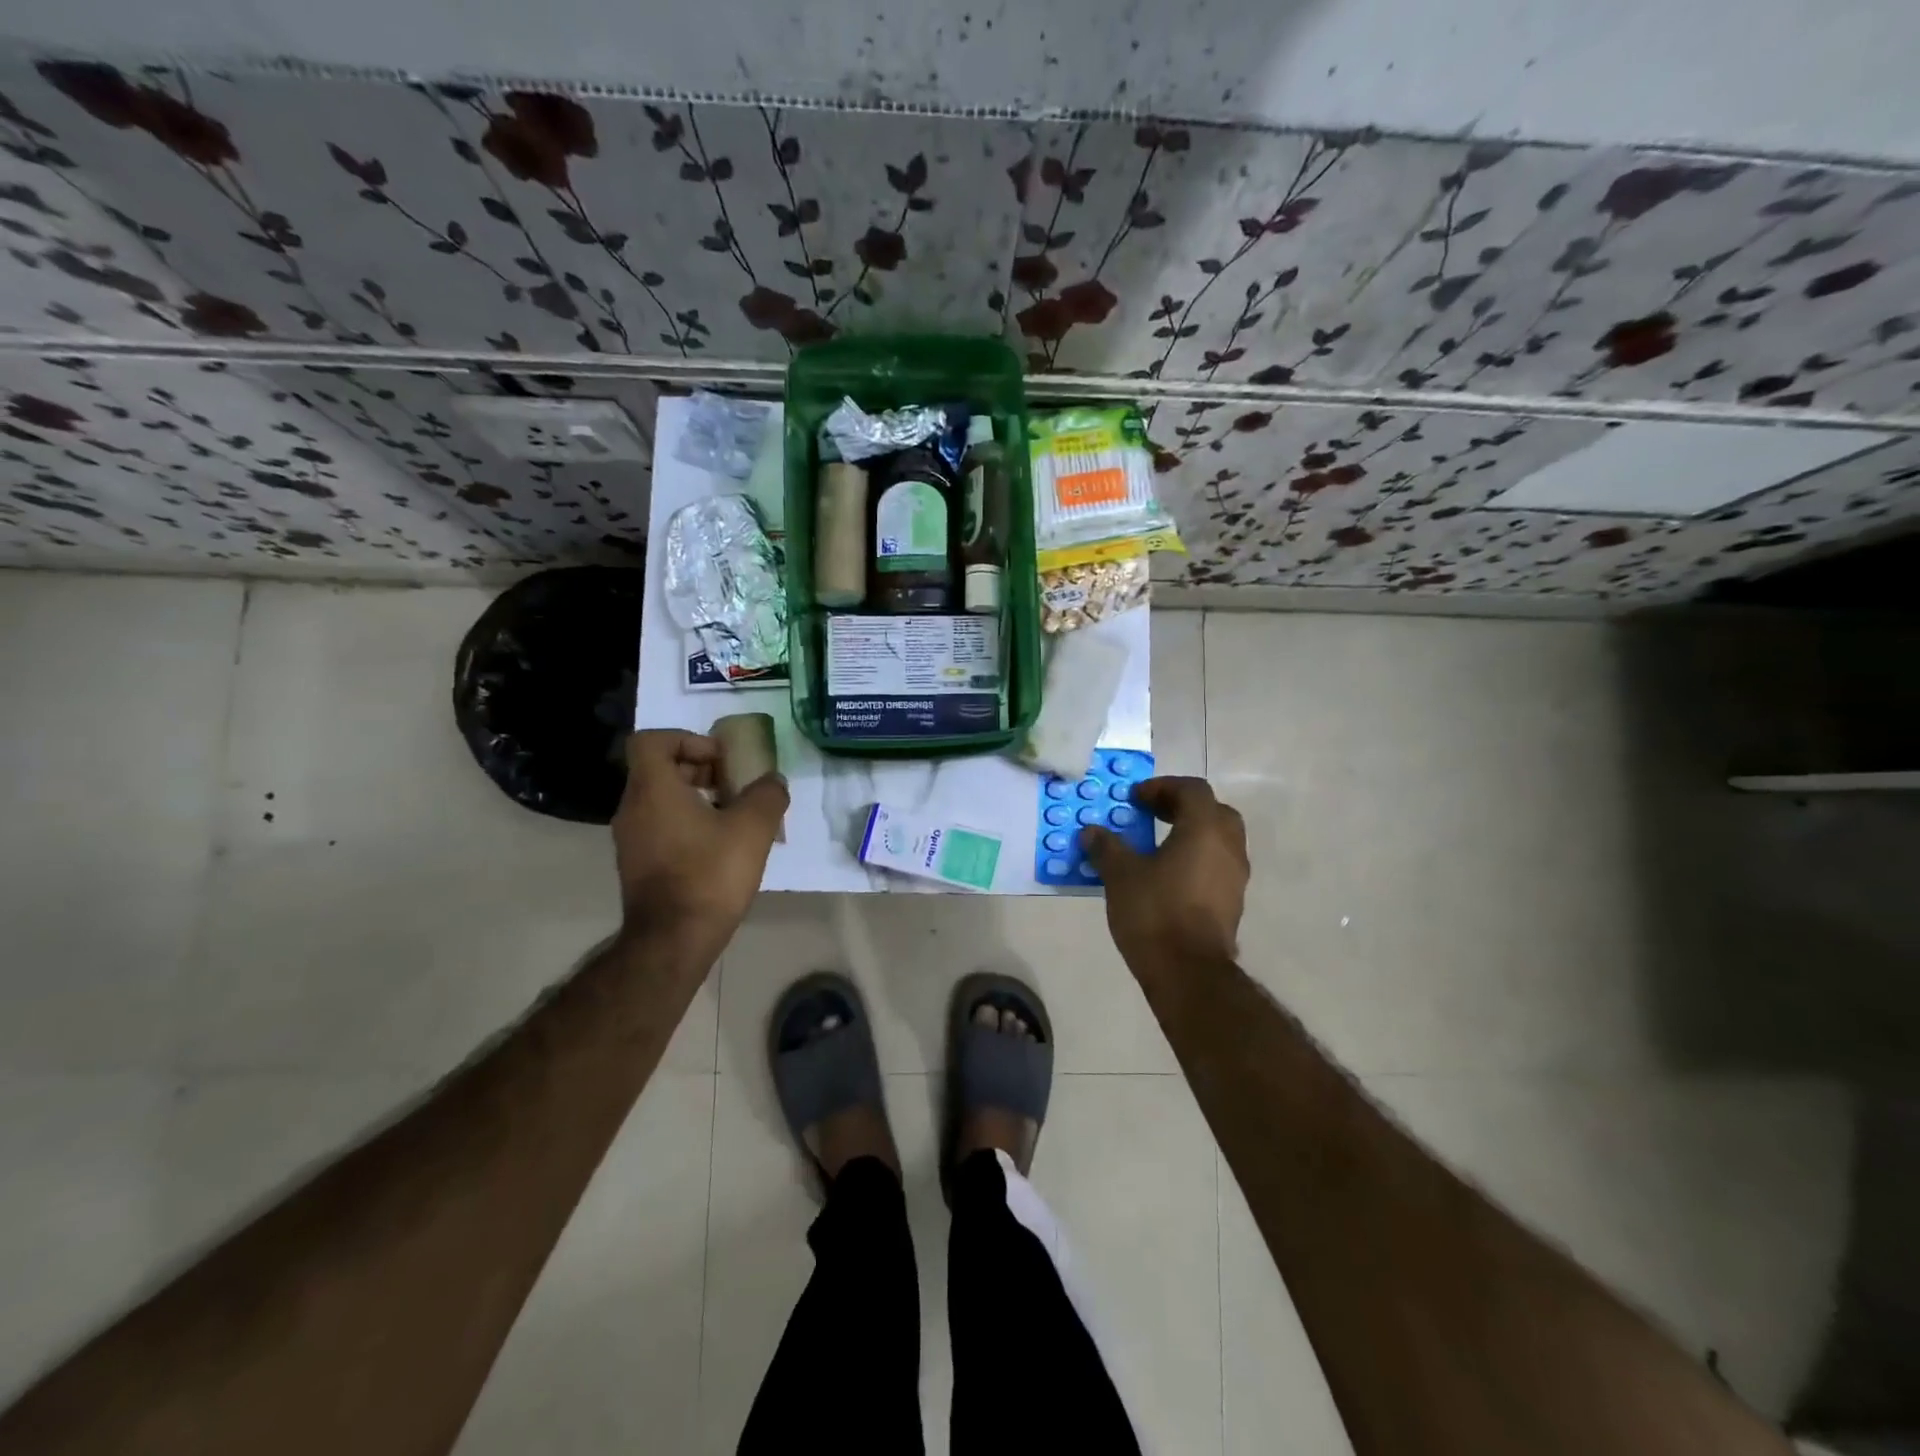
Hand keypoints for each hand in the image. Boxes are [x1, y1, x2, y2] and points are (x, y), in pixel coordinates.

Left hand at [611, 730, 788, 953]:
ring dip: (696, 798)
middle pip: (659, 769)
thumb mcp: (753, 827)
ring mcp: (631, 840)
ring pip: (660, 800)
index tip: (719, 758)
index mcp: (653, 789)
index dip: (686, 739)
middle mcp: (633, 809)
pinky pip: (660, 827)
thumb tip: (772, 781)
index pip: (652, 740)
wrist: (673, 940)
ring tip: (734, 816)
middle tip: (734, 784)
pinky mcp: (637, 866)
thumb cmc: (710, 873)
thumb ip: (767, 794)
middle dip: (699, 769)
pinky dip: (687, 824)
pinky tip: (720, 847)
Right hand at [1081, 776, 1248, 968]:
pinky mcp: (1232, 903)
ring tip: (1155, 846)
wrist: (1188, 972)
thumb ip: (1107, 848)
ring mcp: (1235, 877)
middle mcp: (1229, 847)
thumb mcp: (1120, 875)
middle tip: (1151, 814)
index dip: (1163, 787)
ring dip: (1190, 835)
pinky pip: (1215, 866)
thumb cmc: (1155, 912)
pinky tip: (1167, 876)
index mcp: (1205, 829)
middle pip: (1212, 811)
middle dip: (1181, 808)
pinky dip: (1195, 860)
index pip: (1192, 789)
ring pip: (1218, 840)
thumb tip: (1091, 832)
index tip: (1135, 798)